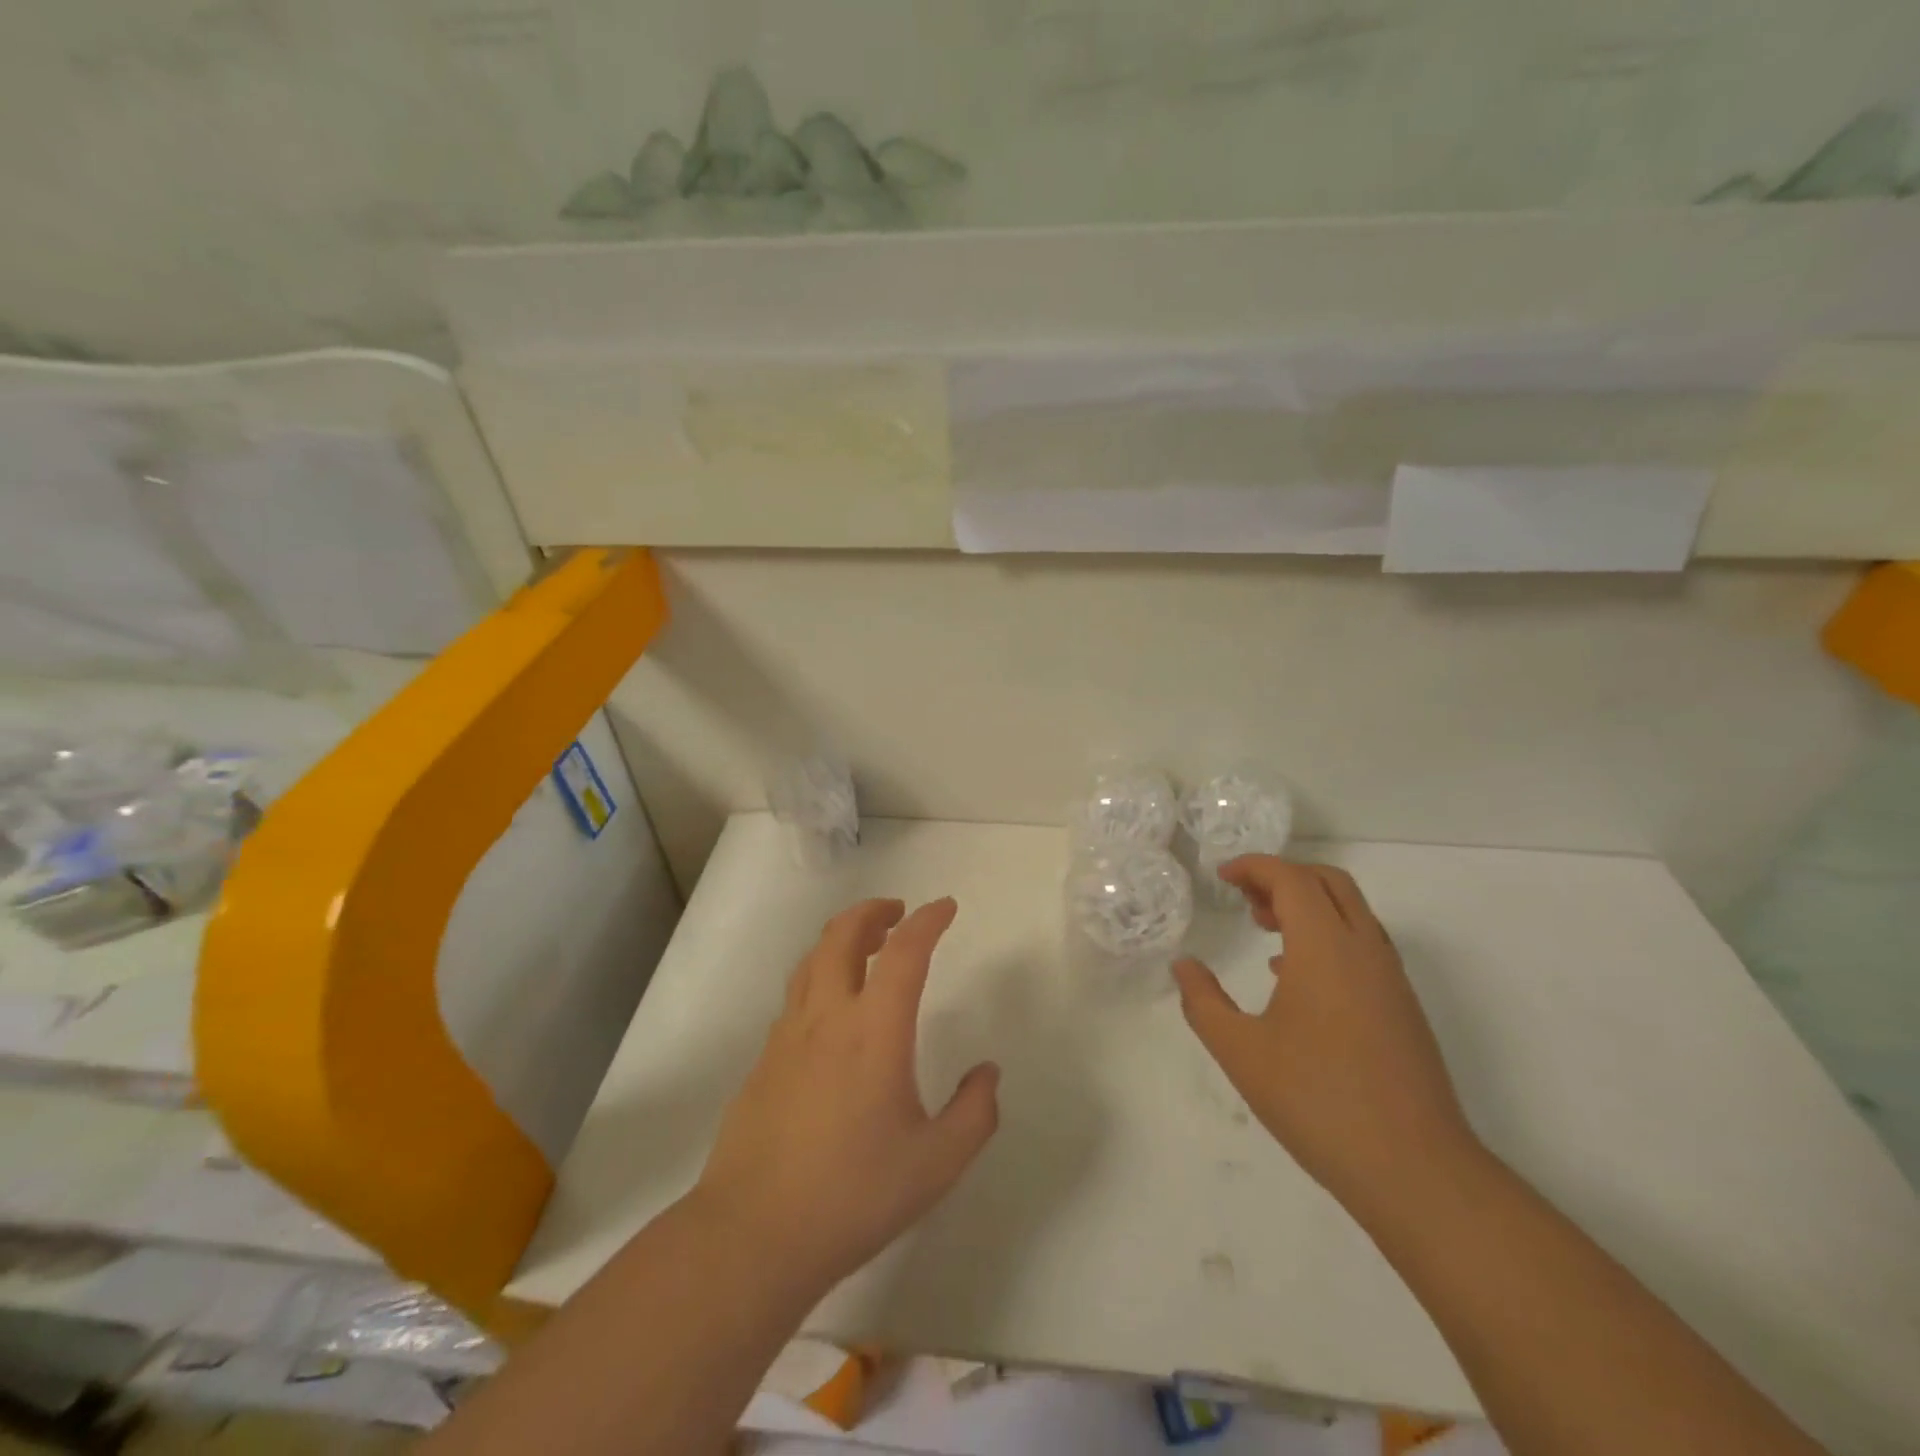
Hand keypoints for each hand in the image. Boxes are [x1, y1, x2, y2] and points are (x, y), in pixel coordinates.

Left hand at [694, 897, 999, 1297]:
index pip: (904, 952)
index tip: (946, 907)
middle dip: (873, 912)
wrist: (753, 1235)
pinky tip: (833, 1010)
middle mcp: (827, 1017)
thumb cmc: (853, 1194)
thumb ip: (974, 1113)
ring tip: (866, 946)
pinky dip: (821, 976)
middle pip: (842, 935)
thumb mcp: (936, 1163)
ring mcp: (787, 1036)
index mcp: (874, 1030)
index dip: (928, 921)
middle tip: (898, 913)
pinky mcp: (764, 1060)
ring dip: (842, 937)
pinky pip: (796, 996)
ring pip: (812, 960)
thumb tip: (988, 1073)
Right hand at [1173, 857, 1479, 1214]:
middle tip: (1244, 898)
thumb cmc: (1318, 1101)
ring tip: (1265, 929)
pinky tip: (1296, 977)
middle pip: (1328, 882)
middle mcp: (1365, 950)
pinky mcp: (1403, 1008)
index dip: (1254, 867)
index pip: (1292, 879)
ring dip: (1308, 905)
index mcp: (1325, 948)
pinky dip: (1328, 936)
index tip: (1222, 877)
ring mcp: (1391, 979)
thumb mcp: (1241, 1052)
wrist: (1416, 1170)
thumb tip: (1183, 966)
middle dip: (1283, 877)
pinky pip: (1363, 945)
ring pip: (1352, 912)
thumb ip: (1203, 1002)